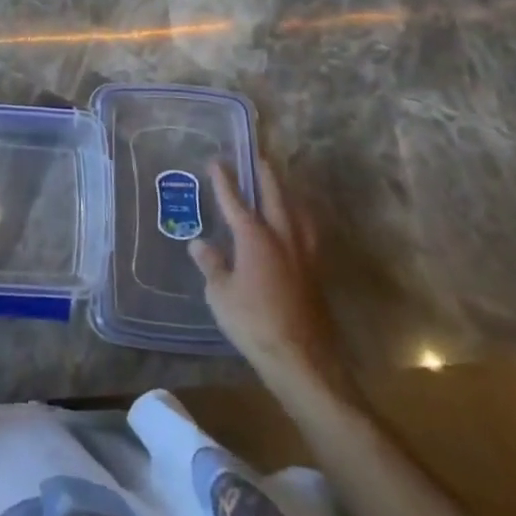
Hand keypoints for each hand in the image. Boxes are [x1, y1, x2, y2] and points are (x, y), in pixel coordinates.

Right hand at [189, 159, 344, 383]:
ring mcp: (303, 254)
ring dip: (288, 195)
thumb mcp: (220, 294)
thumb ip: (211, 265)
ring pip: (298, 212)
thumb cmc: (253, 323)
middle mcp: (282, 237)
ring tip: (283, 186)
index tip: (216, 161)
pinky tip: (297, 227)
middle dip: (265, 175)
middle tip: (258, 156)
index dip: (224, 181)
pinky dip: (300, 219)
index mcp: (255, 238)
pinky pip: (308, 233)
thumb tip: (199, 243)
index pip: (235, 201)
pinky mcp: (316, 273)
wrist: (302, 359)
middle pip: (275, 196)